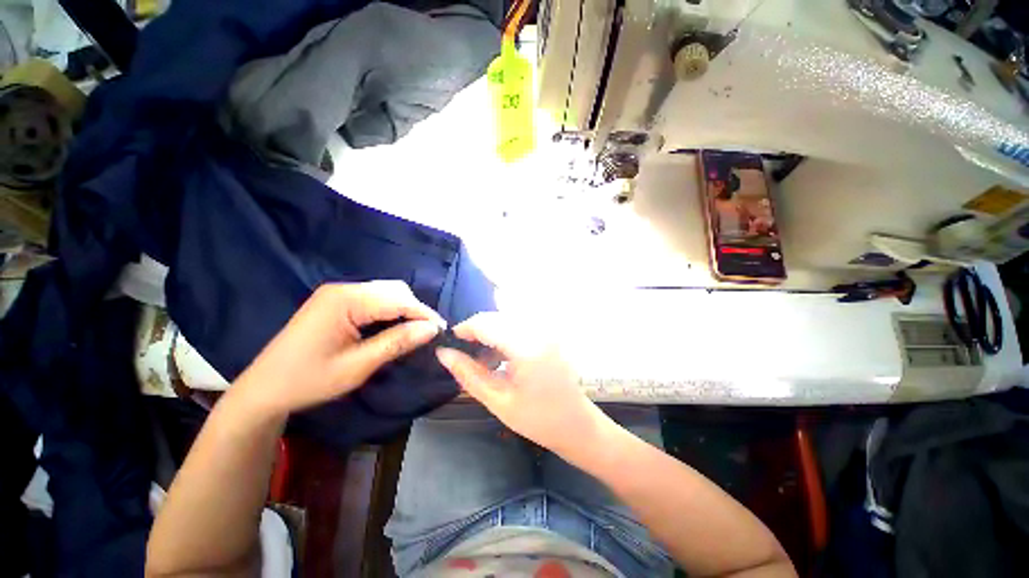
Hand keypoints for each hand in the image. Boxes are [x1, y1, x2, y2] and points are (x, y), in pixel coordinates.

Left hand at [234, 281, 444, 417]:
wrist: (264, 389)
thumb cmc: (309, 380)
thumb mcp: (358, 366)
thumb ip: (397, 343)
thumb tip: (432, 329)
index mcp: (345, 301)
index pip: (398, 300)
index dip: (424, 313)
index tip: (443, 329)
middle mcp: (343, 289)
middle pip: (393, 290)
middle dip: (415, 309)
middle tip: (428, 333)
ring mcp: (338, 294)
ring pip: (386, 292)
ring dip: (404, 309)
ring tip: (415, 330)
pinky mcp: (336, 302)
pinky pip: (373, 299)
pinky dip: (390, 311)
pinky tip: (394, 326)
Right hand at [435, 313, 605, 454]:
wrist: (577, 424)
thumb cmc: (538, 419)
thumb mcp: (498, 400)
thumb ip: (468, 374)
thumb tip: (443, 353)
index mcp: (526, 346)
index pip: (486, 322)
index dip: (464, 328)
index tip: (450, 343)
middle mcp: (537, 330)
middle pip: (496, 317)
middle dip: (476, 331)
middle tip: (464, 355)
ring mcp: (546, 330)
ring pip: (506, 319)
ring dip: (490, 332)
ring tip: (482, 360)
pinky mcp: (548, 333)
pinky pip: (519, 325)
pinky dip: (504, 335)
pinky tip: (500, 356)